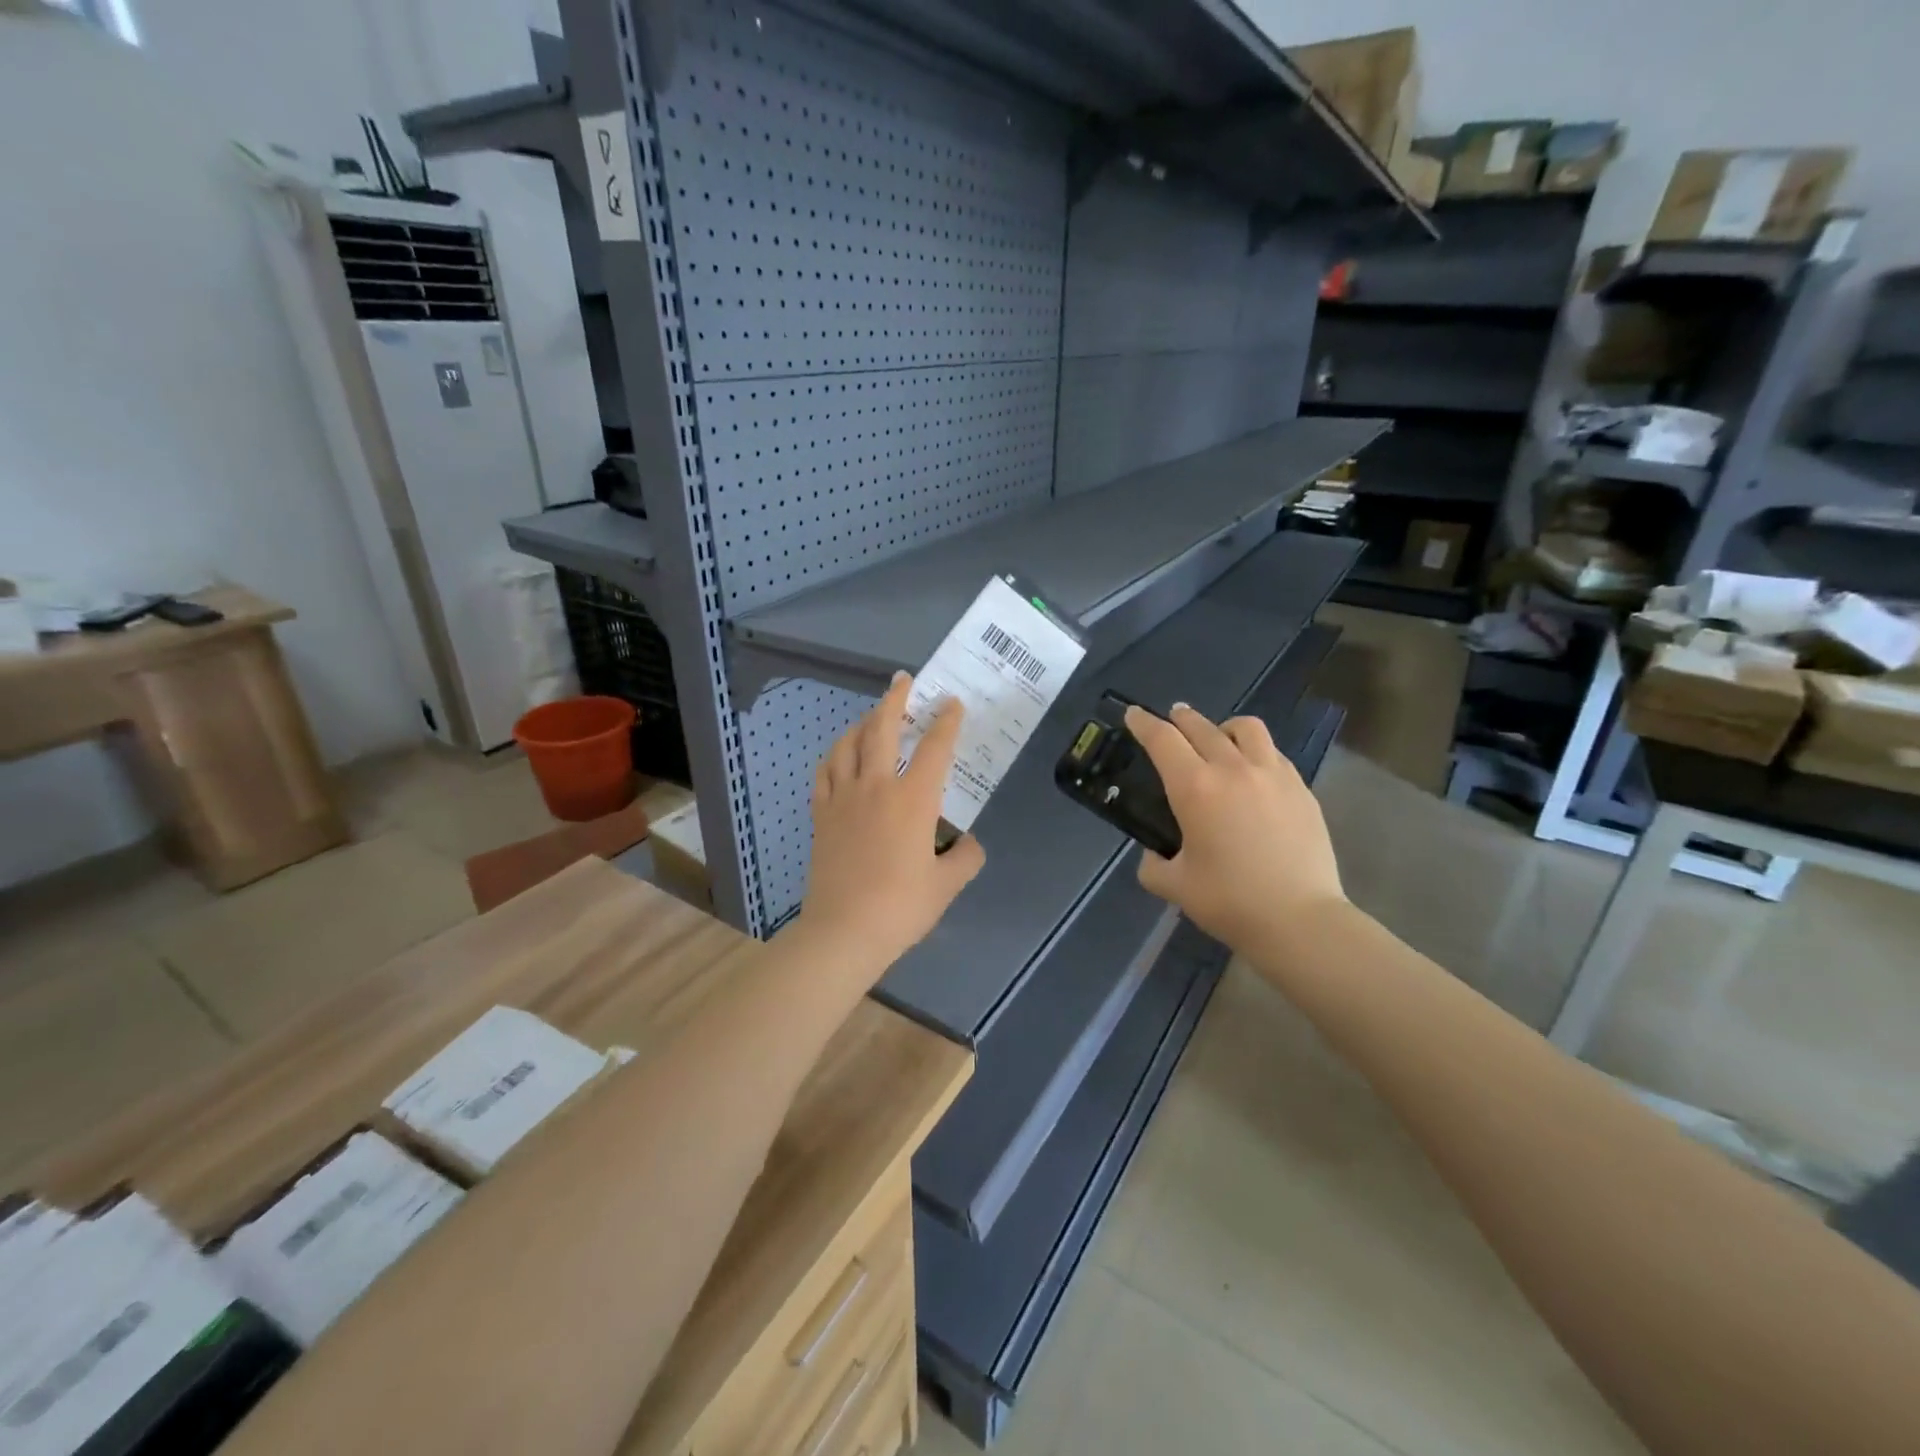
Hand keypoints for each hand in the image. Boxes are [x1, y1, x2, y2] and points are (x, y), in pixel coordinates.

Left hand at [798, 672, 985, 978]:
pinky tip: (840, 756)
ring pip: (848, 744)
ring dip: (862, 723)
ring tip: (873, 717)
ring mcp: (843, 797)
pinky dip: (835, 755)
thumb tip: (969, 842)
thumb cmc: (901, 907)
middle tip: (903, 681)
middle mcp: (877, 786)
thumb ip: (965, 857)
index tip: (952, 703)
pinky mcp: (821, 814)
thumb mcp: (947, 884)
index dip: (947, 721)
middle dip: (895, 700)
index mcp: (913, 799)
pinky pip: (825, 772)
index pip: (935, 747)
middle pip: (882, 729)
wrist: (844, 931)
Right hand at [1123, 704, 1343, 950]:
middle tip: (1170, 719)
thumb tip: (1154, 856)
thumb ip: (1154, 866)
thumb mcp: (1175, 887)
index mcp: (1195, 789)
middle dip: (1180, 718)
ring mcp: (1272, 775)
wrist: (1299, 920)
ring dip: (1223, 727)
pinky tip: (1252, 770)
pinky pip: (1273, 752)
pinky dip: (1255, 750)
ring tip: (1218, 738)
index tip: (1133, 714)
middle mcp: (1232, 769)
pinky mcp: (1300, 788)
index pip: (1162, 740)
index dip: (1143, 723)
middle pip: (1200, 726)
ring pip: (1246, 728)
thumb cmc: (1230, 902)